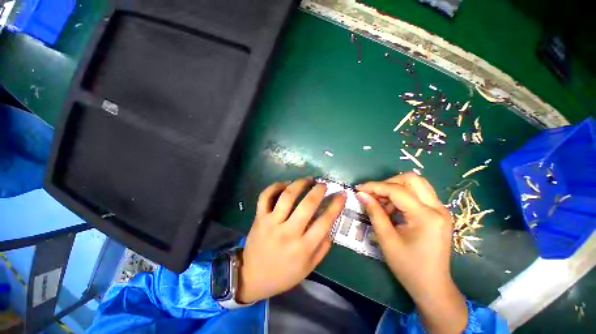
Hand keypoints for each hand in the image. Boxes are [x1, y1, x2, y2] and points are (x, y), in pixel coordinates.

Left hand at [237, 178, 345, 303]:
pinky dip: (275, 186)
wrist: (252, 277)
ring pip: (287, 196)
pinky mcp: (259, 217)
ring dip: (299, 184)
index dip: (336, 205)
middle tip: (323, 184)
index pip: (325, 221)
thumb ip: (323, 247)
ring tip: (307, 179)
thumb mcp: (309, 267)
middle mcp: (288, 232)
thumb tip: (332, 225)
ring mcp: (271, 223)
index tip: (341, 194)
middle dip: (318, 190)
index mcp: (303, 247)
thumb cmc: (283, 274)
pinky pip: (265, 196)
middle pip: (307, 204)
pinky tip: (285, 184)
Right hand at [357, 173, 467, 333]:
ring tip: (381, 204)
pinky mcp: (438, 213)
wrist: (432, 287)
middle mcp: (438, 208)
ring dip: (394, 189)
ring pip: (415, 184)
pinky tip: (391, 209)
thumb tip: (361, 194)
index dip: (374, 186)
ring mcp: (440, 210)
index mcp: (426, 216)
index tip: (359, 189)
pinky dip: (401, 196)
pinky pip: (417, 194)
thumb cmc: (408, 267)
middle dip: (388, 183)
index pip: (396, 190)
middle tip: (373, 194)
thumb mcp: (386, 239)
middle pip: (411, 179)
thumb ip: (374, 212)